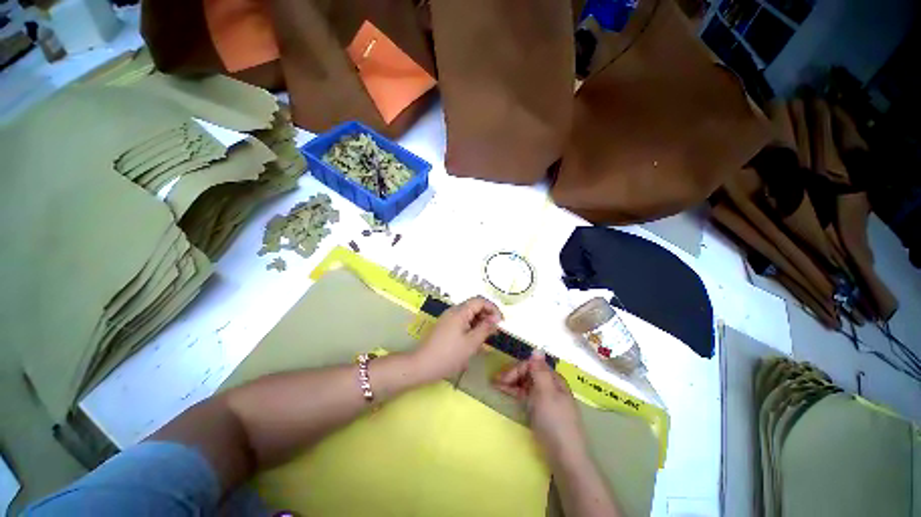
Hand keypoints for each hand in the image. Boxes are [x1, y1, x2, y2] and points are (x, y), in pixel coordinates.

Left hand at [411, 296, 502, 382]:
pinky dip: (471, 328)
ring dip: (479, 322)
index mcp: (459, 311)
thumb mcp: (471, 343)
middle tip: (495, 331)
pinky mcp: (445, 327)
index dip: (493, 308)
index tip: (501, 322)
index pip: (480, 301)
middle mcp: (453, 311)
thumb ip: (485, 328)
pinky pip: (462, 322)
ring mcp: (448, 319)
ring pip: (468, 315)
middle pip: (474, 306)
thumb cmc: (449, 355)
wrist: (422, 365)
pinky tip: (474, 341)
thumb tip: (496, 319)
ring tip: (486, 338)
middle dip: (487, 316)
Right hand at [493, 352, 587, 463]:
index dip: (517, 370)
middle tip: (495, 381)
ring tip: (496, 386)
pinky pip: (526, 396)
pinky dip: (516, 393)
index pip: (532, 365)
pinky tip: (506, 393)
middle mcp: (550, 385)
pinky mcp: (541, 411)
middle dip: (512, 375)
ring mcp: (546, 399)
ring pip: (526, 384)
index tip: (502, 378)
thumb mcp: (546, 393)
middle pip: (528, 373)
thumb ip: (540, 371)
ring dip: (512, 383)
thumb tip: (538, 348)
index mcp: (554, 379)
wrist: (565, 457)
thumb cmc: (555, 422)